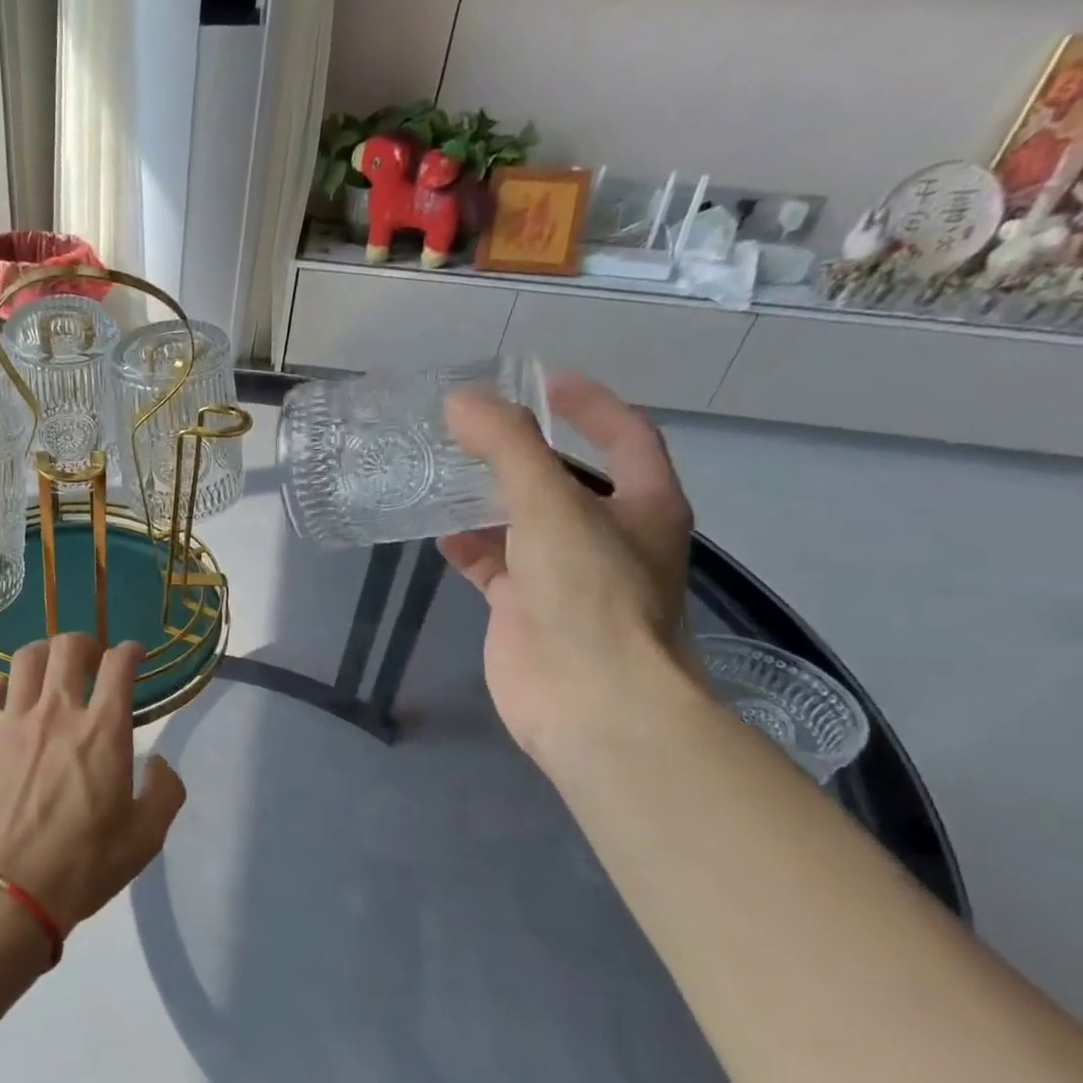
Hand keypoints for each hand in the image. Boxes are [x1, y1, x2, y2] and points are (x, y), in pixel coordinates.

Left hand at [0, 633, 186, 932]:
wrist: (9, 893)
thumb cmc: (84, 865)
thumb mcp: (146, 837)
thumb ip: (165, 792)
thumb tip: (159, 763)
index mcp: (103, 730)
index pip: (119, 665)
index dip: (131, 651)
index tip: (135, 656)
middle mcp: (57, 713)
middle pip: (68, 648)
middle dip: (86, 643)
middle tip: (93, 659)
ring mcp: (13, 725)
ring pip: (25, 661)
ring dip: (43, 654)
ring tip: (51, 669)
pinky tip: (4, 695)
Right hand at [439, 373, 694, 763]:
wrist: (589, 699)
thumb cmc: (589, 595)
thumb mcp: (551, 506)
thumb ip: (508, 447)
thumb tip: (460, 399)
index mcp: (643, 504)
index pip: (625, 435)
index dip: (589, 404)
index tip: (540, 382)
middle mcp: (608, 536)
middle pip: (565, 480)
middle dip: (522, 454)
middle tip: (471, 431)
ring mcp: (564, 576)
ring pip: (523, 525)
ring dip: (488, 502)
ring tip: (443, 477)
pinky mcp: (525, 610)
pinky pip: (494, 566)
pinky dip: (469, 549)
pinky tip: (439, 536)